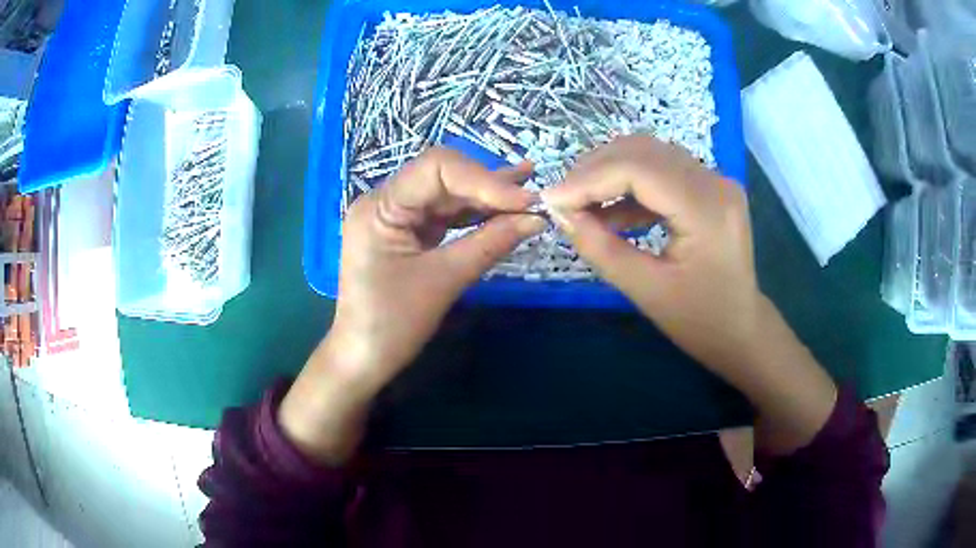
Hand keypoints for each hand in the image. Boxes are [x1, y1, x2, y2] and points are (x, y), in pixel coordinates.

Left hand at [279, 148, 544, 463]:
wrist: (364, 359)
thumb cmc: (393, 325)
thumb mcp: (443, 281)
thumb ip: (489, 244)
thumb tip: (536, 219)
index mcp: (380, 206)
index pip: (437, 169)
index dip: (484, 179)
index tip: (524, 202)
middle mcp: (385, 200)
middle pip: (444, 176)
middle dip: (489, 185)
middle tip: (533, 197)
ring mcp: (396, 215)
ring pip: (448, 193)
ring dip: (487, 194)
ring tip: (529, 187)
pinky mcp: (409, 232)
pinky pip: (446, 214)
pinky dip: (476, 213)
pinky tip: (505, 206)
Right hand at [541, 135, 763, 375]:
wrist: (741, 329)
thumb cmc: (700, 321)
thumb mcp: (646, 290)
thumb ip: (600, 248)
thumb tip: (560, 214)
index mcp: (707, 210)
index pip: (638, 169)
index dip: (589, 179)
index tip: (551, 200)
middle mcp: (715, 183)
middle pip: (643, 151)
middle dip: (594, 170)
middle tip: (562, 200)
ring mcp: (715, 181)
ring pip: (650, 154)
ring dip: (609, 172)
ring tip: (580, 202)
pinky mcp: (709, 187)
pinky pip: (661, 170)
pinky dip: (629, 184)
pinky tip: (609, 210)